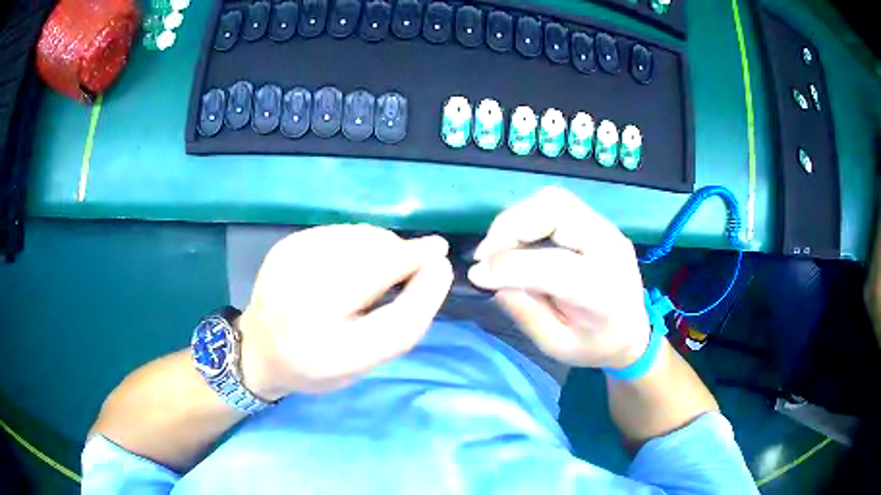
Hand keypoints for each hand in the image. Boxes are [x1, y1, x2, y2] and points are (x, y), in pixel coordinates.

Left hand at [237, 224, 452, 397]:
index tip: (443, 266)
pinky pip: (342, 231)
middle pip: (379, 265)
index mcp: (330, 355)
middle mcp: (305, 309)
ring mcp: (291, 269)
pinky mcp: (286, 246)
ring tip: (381, 266)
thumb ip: (400, 324)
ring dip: (385, 246)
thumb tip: (431, 265)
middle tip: (419, 261)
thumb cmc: (317, 365)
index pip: (397, 322)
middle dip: (408, 255)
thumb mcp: (362, 364)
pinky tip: (354, 259)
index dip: (427, 290)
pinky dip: (360, 241)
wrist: (259, 348)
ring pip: (362, 238)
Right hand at [467, 187, 649, 368]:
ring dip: (517, 219)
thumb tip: (490, 277)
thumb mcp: (556, 346)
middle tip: (486, 256)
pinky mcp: (597, 222)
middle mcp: (609, 248)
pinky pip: (556, 206)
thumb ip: (526, 312)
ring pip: (553, 200)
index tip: (478, 274)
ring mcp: (606, 229)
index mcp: (604, 291)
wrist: (632, 331)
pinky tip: (518, 242)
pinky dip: (527, 218)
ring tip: (499, 248)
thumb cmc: (595, 346)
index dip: (511, 265)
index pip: (556, 266)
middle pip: (556, 210)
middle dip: (510, 227)